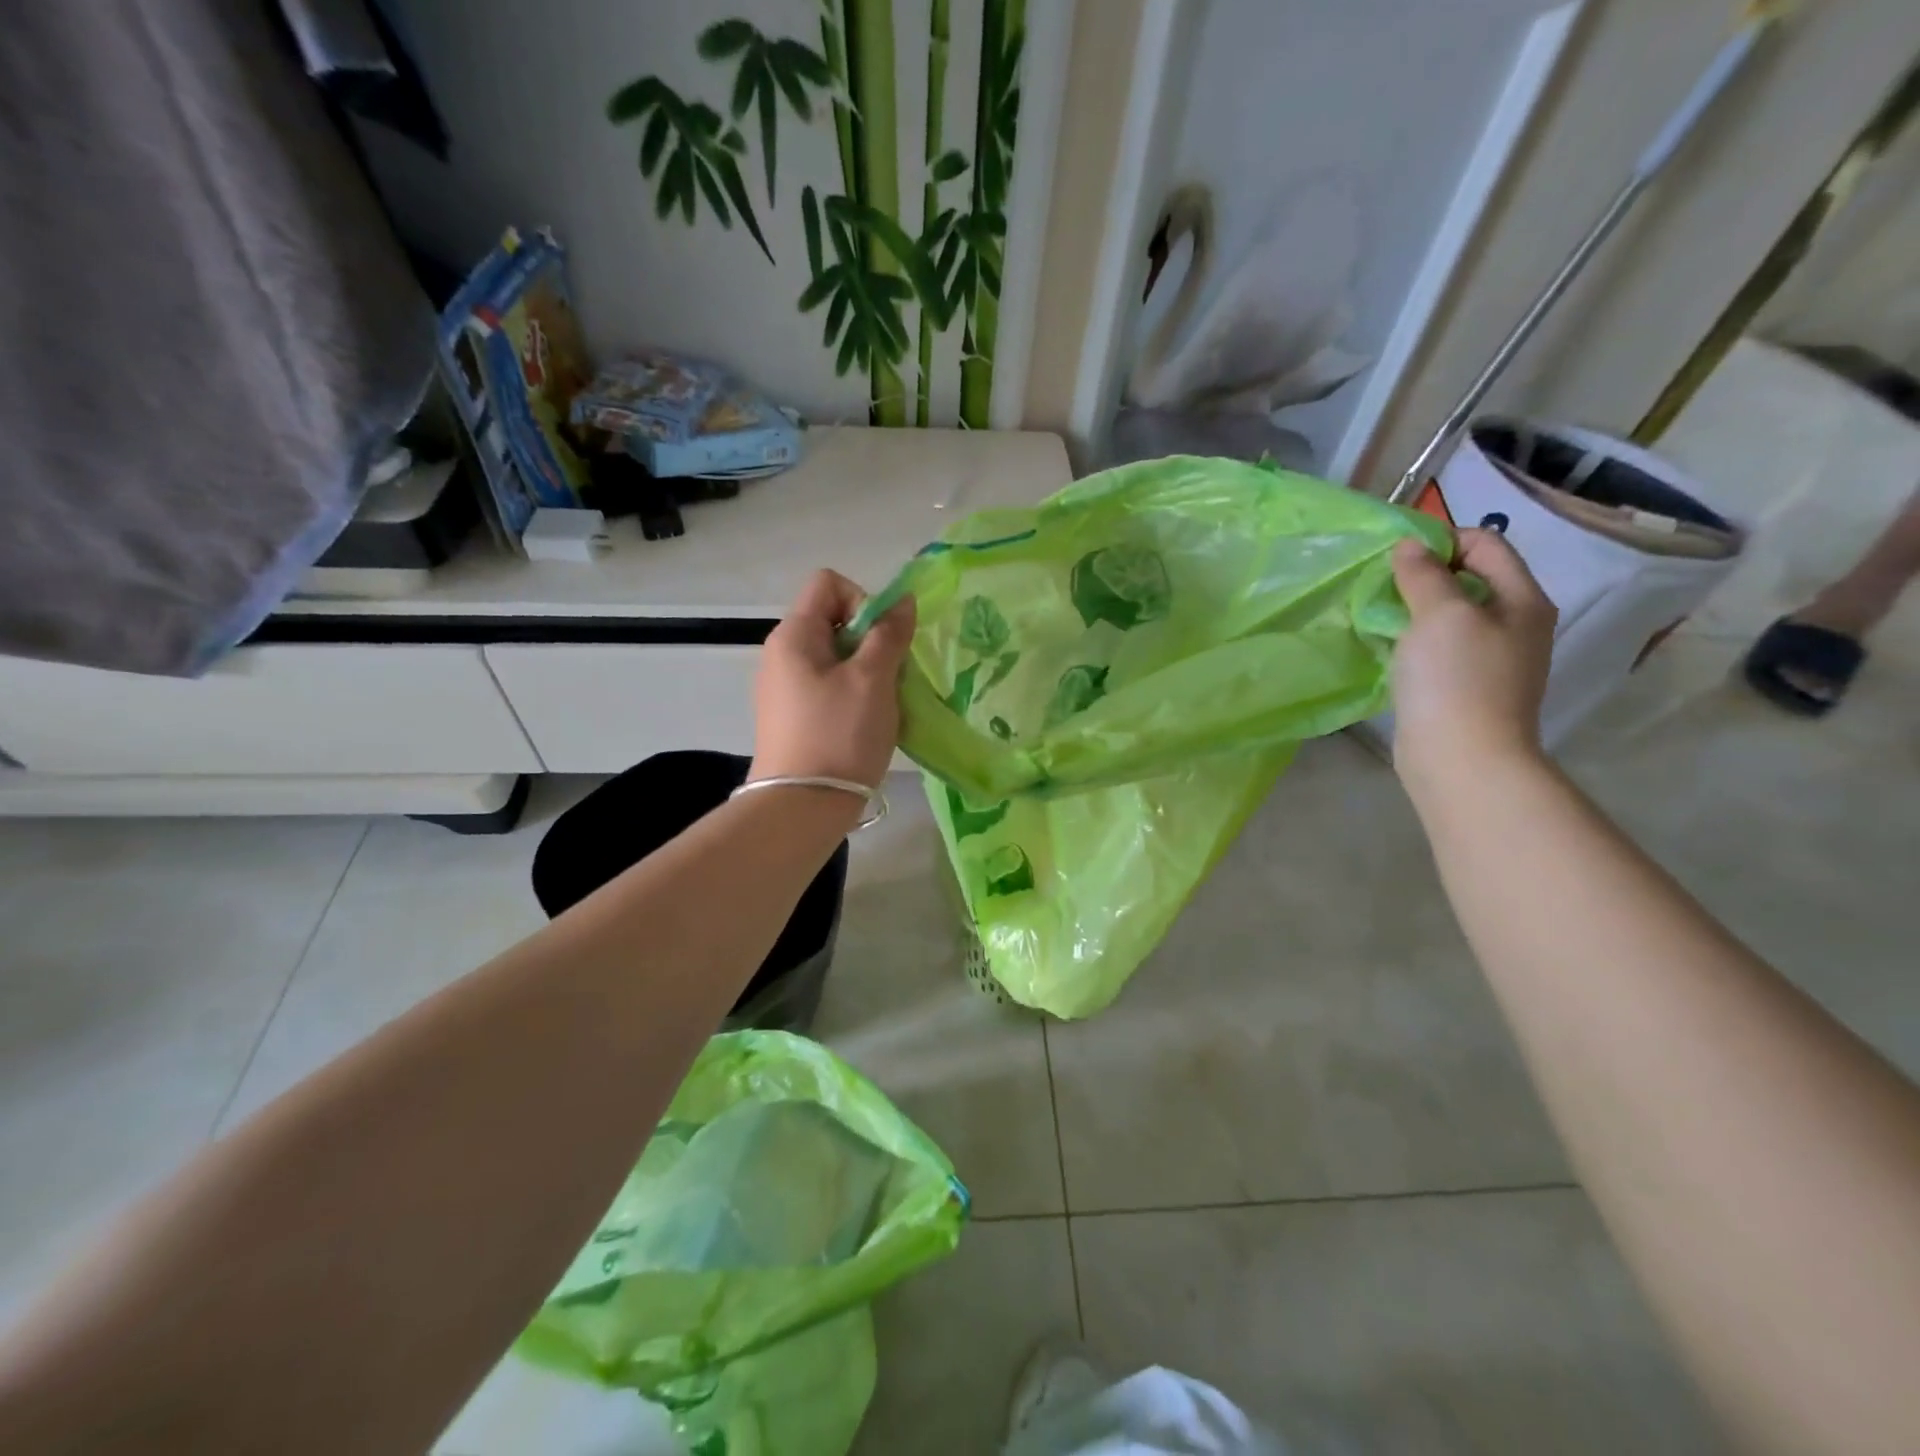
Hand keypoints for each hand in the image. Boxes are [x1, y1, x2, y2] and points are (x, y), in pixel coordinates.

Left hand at [749, 569, 914, 791]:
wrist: (802, 806)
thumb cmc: (840, 734)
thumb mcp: (873, 679)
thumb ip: (890, 634)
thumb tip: (903, 601)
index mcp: (794, 635)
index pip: (829, 583)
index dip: (863, 600)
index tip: (881, 640)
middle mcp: (781, 654)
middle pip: (833, 620)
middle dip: (870, 640)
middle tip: (889, 676)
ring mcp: (784, 687)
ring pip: (835, 657)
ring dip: (867, 671)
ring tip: (881, 704)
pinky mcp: (791, 716)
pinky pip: (828, 687)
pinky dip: (853, 695)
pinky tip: (865, 724)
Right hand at [1389, 528, 1556, 799]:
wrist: (1462, 759)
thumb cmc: (1456, 679)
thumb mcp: (1439, 615)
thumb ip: (1424, 574)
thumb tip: (1409, 547)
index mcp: (1521, 600)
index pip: (1486, 545)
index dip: (1442, 539)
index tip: (1397, 554)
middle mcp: (1515, 625)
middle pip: (1470, 579)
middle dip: (1426, 574)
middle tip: (1383, 584)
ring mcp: (1493, 659)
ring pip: (1452, 616)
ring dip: (1416, 609)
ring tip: (1381, 615)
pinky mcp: (1467, 687)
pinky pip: (1440, 648)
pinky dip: (1415, 640)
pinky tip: (1390, 649)